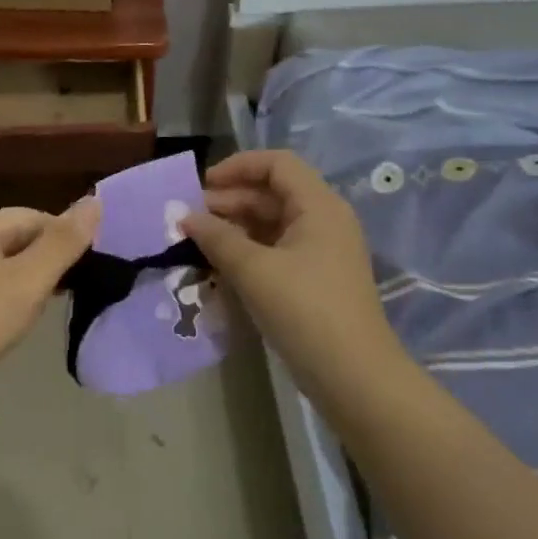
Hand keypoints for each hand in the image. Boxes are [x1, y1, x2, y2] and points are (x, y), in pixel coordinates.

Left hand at [0, 200, 100, 380]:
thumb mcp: (30, 279)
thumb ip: (63, 241)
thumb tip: (94, 201)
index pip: (33, 216)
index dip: (63, 238)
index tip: (85, 268)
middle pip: (15, 238)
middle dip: (46, 261)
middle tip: (70, 291)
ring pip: (1, 266)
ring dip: (28, 282)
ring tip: (45, 308)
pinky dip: (6, 299)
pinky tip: (15, 322)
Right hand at [179, 151, 404, 388]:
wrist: (352, 374)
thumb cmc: (304, 310)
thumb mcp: (254, 270)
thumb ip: (217, 238)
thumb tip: (185, 217)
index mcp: (319, 207)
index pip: (277, 164)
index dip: (238, 166)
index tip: (201, 185)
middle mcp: (324, 221)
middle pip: (273, 193)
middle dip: (229, 200)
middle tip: (189, 219)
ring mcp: (321, 252)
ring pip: (272, 223)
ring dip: (234, 227)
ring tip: (197, 242)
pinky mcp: (314, 279)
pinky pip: (276, 250)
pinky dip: (247, 251)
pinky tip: (219, 265)